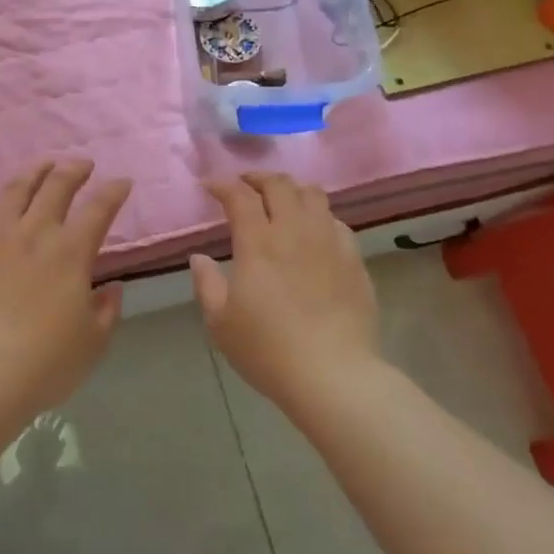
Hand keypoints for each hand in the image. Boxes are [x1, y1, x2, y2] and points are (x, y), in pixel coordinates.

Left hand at [0, 159, 132, 429]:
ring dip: (32, 172)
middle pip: (56, 186)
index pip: (99, 209)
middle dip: (74, 169)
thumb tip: (112, 288)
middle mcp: (34, 233)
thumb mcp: (92, 343)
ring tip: (41, 165)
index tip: (122, 182)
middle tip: (82, 164)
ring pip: (15, 190)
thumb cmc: (44, 364)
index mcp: (71, 253)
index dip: (114, 191)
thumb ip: (106, 311)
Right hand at [190, 172, 380, 411]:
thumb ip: (206, 284)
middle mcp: (294, 231)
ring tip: (281, 200)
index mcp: (258, 242)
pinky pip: (336, 222)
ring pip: (313, 194)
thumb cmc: (268, 349)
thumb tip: (199, 258)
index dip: (222, 184)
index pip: (239, 195)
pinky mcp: (354, 260)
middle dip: (257, 178)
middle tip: (244, 186)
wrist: (333, 375)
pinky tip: (313, 232)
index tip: (210, 186)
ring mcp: (329, 242)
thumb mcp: (220, 322)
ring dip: (291, 189)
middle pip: (279, 184)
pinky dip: (319, 217)